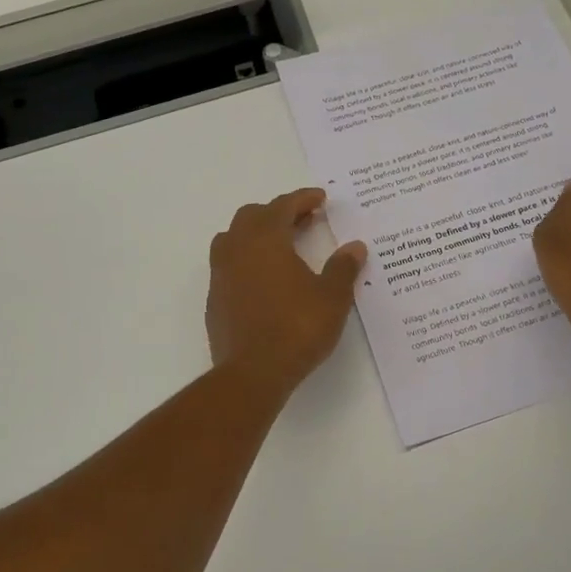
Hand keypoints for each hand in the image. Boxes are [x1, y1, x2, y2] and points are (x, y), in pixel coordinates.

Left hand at [207, 189, 366, 394]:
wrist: (253, 373)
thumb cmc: (296, 328)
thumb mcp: (332, 297)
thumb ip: (343, 268)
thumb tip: (355, 247)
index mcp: (265, 239)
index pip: (282, 206)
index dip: (303, 199)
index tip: (320, 198)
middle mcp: (238, 249)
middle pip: (252, 216)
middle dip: (278, 212)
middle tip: (304, 220)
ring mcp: (221, 274)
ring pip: (234, 238)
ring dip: (257, 234)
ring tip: (282, 245)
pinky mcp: (215, 299)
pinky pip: (229, 265)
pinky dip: (247, 260)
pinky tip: (266, 278)